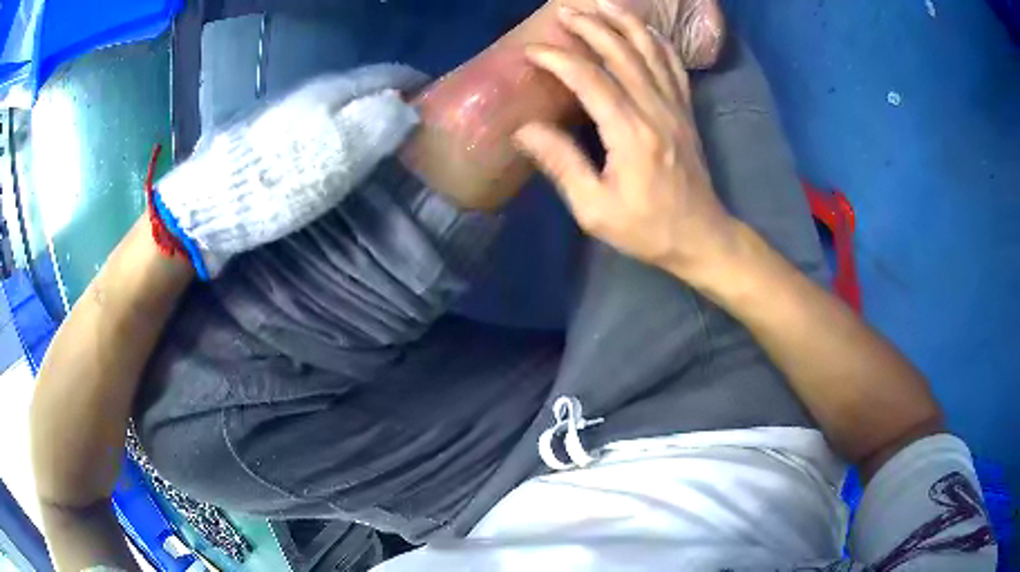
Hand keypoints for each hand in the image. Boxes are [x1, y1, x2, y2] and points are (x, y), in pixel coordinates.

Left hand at [156, 64, 427, 278]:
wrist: (209, 203)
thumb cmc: (276, 180)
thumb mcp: (335, 153)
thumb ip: (377, 124)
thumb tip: (406, 106)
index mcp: (329, 90)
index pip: (384, 73)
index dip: (414, 82)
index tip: (437, 97)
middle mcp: (307, 93)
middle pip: (360, 88)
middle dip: (390, 100)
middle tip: (414, 126)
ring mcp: (284, 114)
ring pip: (336, 106)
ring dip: (362, 117)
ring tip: (382, 140)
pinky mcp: (267, 137)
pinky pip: (314, 126)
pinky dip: (336, 135)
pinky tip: (337, 154)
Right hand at [514, 2, 735, 278]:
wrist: (701, 237)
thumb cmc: (646, 229)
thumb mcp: (595, 209)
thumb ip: (562, 164)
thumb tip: (524, 130)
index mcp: (630, 133)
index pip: (590, 79)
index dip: (558, 60)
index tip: (532, 51)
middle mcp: (656, 110)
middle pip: (622, 53)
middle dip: (591, 27)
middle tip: (564, 12)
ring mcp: (676, 107)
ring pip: (650, 51)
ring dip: (625, 23)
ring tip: (603, 3)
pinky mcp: (686, 112)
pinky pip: (674, 66)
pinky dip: (658, 42)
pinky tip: (644, 29)